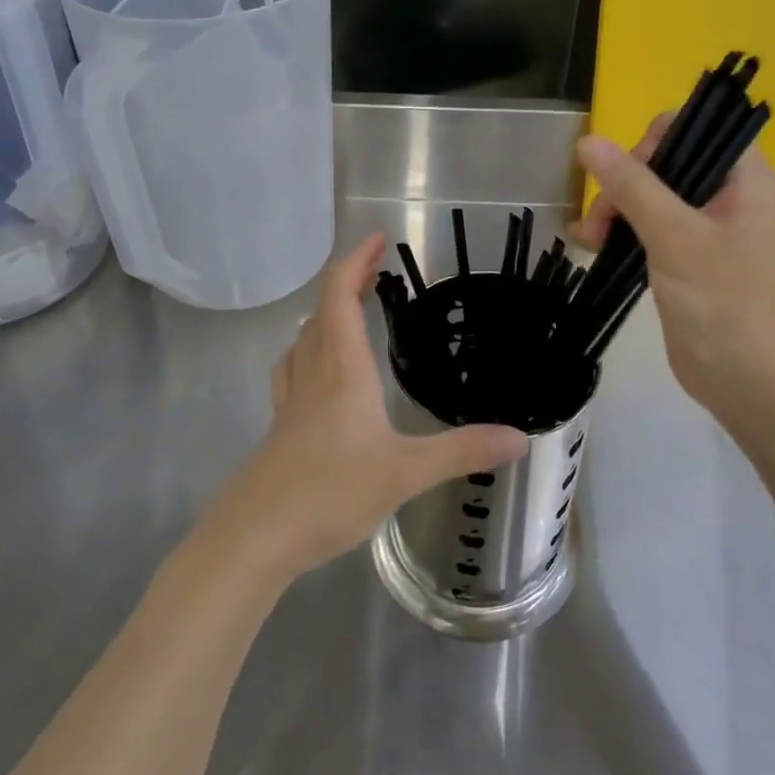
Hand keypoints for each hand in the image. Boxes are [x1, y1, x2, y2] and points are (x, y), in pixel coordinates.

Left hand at [218, 232, 527, 580]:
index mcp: (342, 367)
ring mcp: (291, 398)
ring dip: (328, 311)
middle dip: (348, 279)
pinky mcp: (281, 424)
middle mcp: (313, 371)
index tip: (379, 237)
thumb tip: (520, 438)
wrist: (254, 536)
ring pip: (305, 336)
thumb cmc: (330, 492)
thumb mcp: (405, 473)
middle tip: (377, 270)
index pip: (340, 294)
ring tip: (352, 309)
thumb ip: (461, 451)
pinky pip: (294, 366)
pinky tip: (318, 368)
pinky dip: (310, 347)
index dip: (356, 259)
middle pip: (322, 308)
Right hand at [571, 119, 774, 416]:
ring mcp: (711, 227)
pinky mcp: (691, 256)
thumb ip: (631, 185)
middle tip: (600, 221)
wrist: (748, 382)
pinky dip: (623, 231)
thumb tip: (587, 141)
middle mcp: (731, 195)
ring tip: (590, 240)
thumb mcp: (672, 235)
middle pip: (667, 161)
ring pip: (653, 194)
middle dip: (625, 184)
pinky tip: (593, 247)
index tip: (629, 179)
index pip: (696, 129)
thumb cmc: (722, 301)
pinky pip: (652, 226)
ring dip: (617, 209)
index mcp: (746, 178)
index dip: (655, 144)